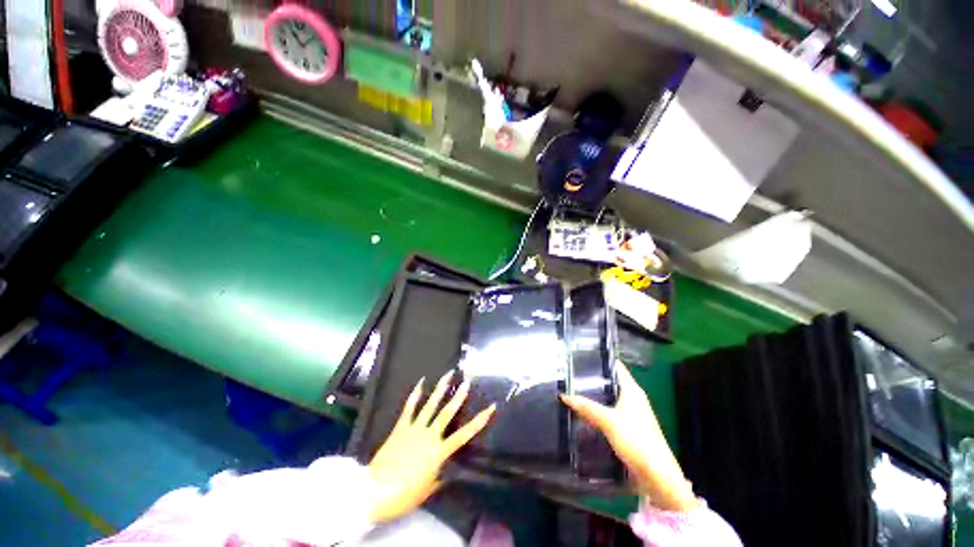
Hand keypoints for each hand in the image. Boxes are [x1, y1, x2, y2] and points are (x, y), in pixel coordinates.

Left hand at [367, 371, 495, 522]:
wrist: (376, 491)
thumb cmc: (405, 494)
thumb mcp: (427, 490)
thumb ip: (438, 477)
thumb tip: (443, 472)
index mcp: (439, 451)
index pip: (464, 434)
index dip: (480, 421)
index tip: (491, 407)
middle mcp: (429, 435)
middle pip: (447, 412)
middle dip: (459, 396)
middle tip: (467, 381)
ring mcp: (414, 429)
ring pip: (430, 405)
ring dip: (440, 389)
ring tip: (448, 375)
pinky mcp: (401, 428)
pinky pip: (409, 409)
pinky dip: (415, 395)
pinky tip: (420, 383)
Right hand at [561, 361, 699, 511]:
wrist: (656, 475)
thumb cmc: (636, 440)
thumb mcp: (608, 421)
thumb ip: (587, 407)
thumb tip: (565, 395)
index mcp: (632, 390)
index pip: (616, 367)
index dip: (601, 359)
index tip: (582, 355)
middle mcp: (633, 398)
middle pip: (611, 382)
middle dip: (593, 378)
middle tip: (571, 373)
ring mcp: (631, 414)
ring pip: (609, 398)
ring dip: (594, 395)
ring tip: (573, 389)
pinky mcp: (628, 428)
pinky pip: (609, 412)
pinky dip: (597, 409)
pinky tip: (583, 411)